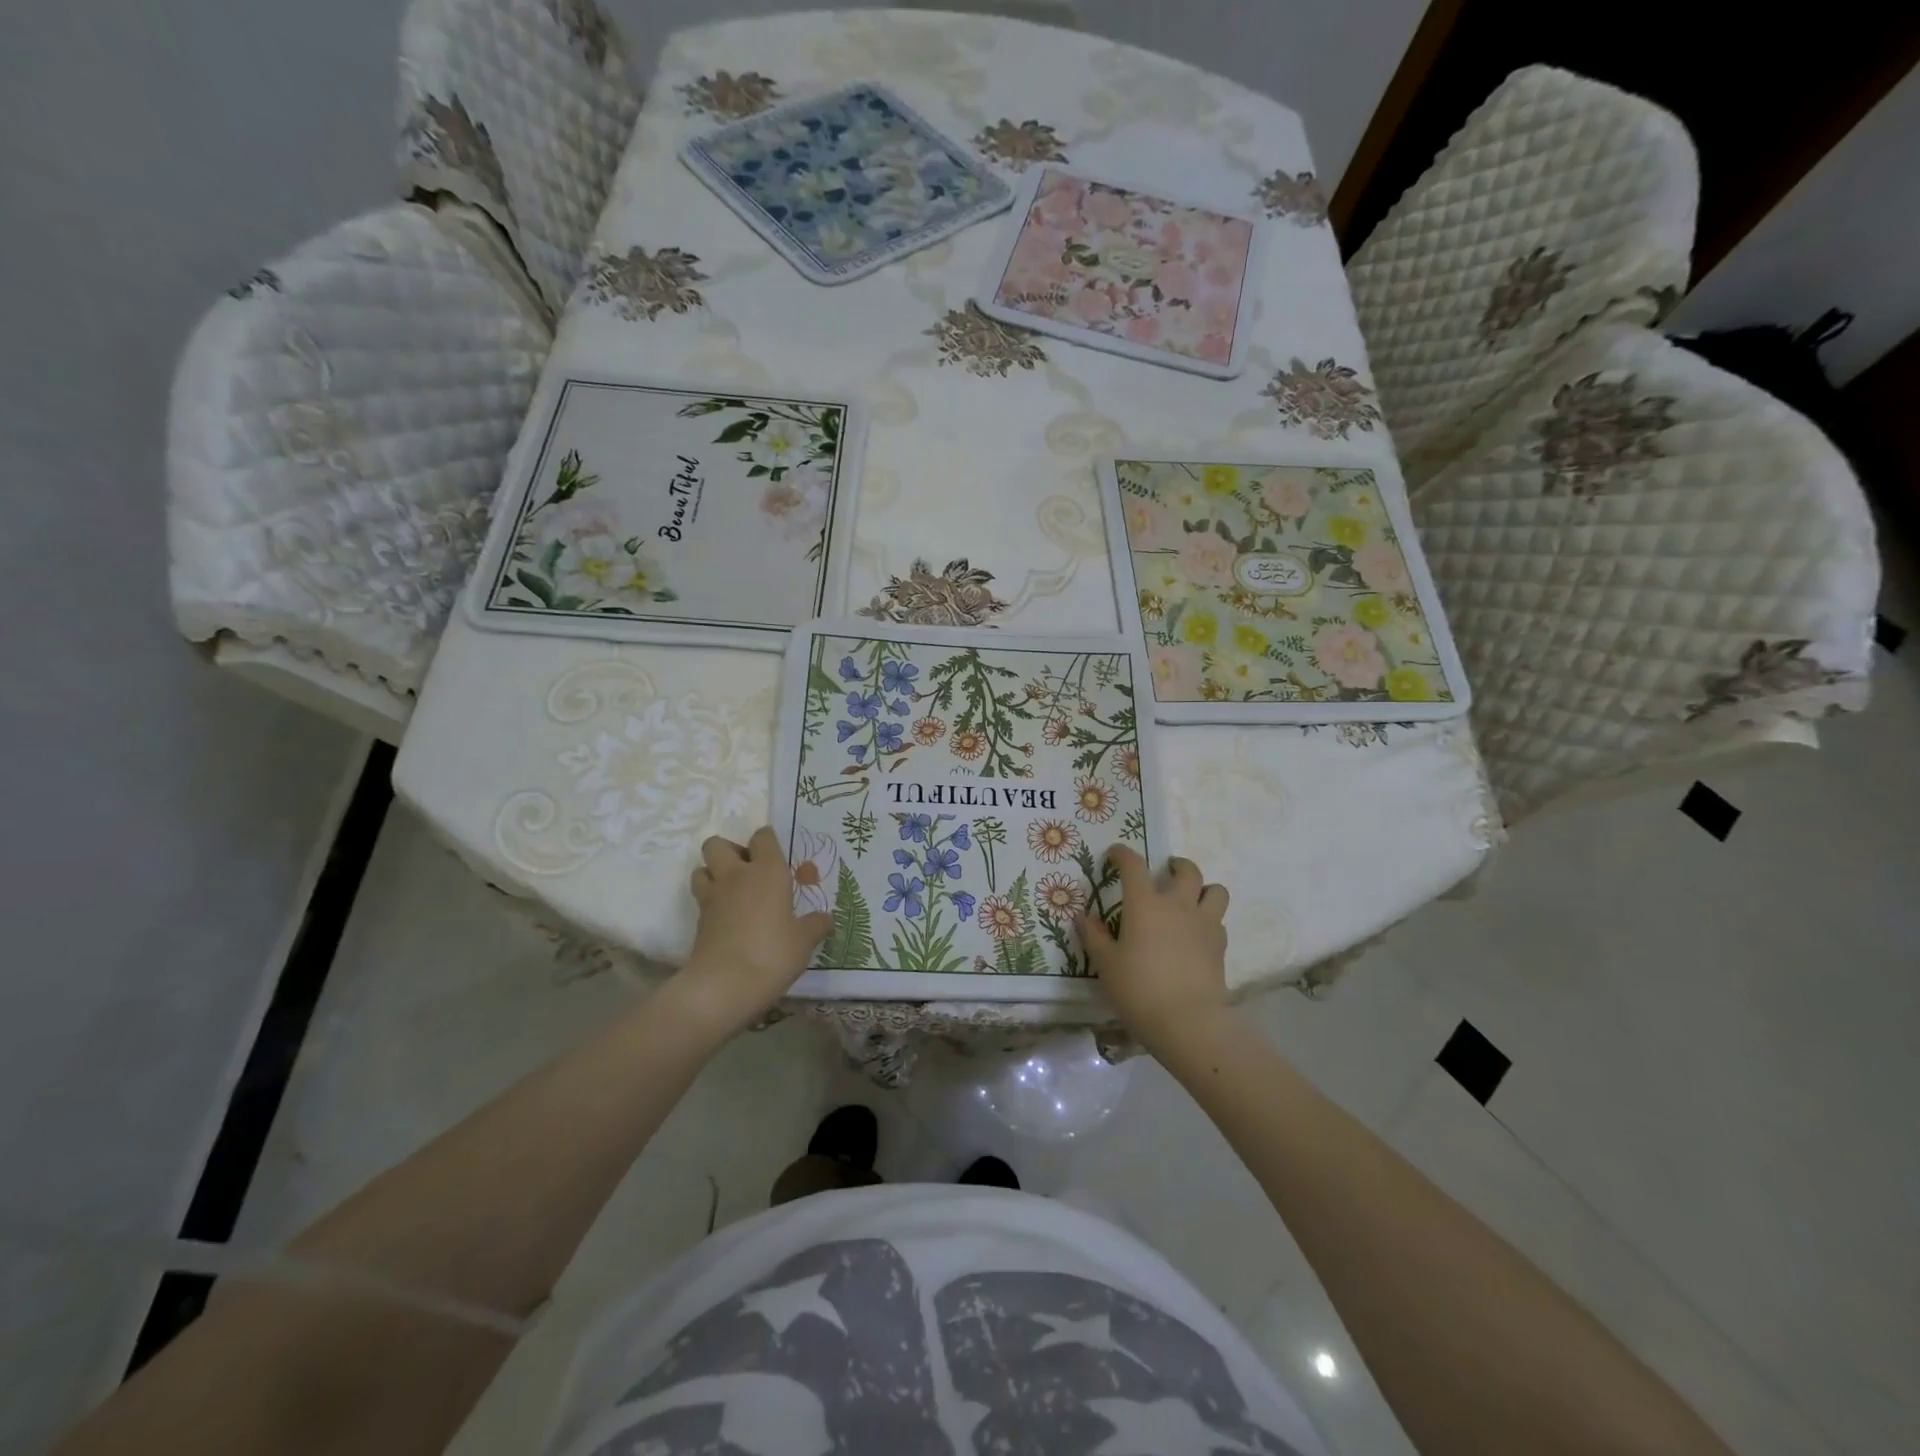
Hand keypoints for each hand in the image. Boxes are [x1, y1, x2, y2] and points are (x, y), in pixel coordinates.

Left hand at [670, 827, 831, 1037]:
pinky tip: (728, 921)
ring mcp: (712, 897)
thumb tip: (826, 919)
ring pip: (701, 868)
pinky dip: (711, 903)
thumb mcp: (804, 941)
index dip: (769, 842)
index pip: (763, 837)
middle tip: (749, 873)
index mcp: (767, 871)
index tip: (779, 858)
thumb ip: (816, 925)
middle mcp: (736, 876)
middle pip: (718, 844)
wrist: (723, 985)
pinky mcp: (698, 921)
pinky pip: (701, 899)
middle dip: (730, 852)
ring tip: (734, 894)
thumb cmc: (772, 953)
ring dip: (714, 874)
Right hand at [1081, 846, 1230, 1054]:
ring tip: (1191, 898)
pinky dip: (1209, 919)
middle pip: (1187, 870)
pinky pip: (1219, 921)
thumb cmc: (1139, 989)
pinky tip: (1197, 933)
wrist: (1188, 1022)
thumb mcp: (1106, 964)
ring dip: (1203, 889)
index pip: (1134, 865)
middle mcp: (1178, 905)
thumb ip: (1094, 936)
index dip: (1123, 854)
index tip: (1115, 854)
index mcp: (1145, 904)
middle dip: (1176, 865)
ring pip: (1215, 891)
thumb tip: (1083, 916)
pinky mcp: (1220, 946)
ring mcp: (1203, 924)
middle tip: (1166, 871)